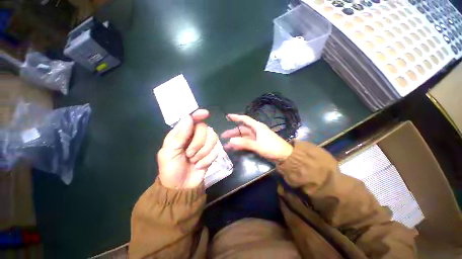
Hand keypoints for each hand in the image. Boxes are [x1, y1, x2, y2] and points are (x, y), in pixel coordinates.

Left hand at [157, 109, 218, 188]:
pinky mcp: (212, 153)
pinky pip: (216, 150)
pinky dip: (207, 159)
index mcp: (181, 134)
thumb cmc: (171, 170)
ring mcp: (204, 145)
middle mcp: (194, 136)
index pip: (191, 119)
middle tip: (189, 154)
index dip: (198, 115)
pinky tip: (199, 165)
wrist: (182, 188)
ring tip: (194, 161)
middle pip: (205, 128)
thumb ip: (179, 135)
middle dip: (197, 143)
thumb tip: (188, 117)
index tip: (205, 114)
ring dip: (203, 152)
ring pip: (213, 138)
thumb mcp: (169, 153)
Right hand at [222, 114, 292, 161]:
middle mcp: (256, 130)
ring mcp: (256, 137)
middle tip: (223, 136)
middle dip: (232, 132)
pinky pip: (246, 142)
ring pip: (243, 136)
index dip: (236, 117)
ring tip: (226, 145)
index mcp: (257, 127)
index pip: (245, 119)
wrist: (285, 155)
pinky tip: (234, 148)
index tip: (227, 116)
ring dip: (235, 140)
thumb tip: (231, 141)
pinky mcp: (257, 143)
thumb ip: (245, 143)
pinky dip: (240, 144)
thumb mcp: (258, 146)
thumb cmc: (272, 148)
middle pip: (242, 129)